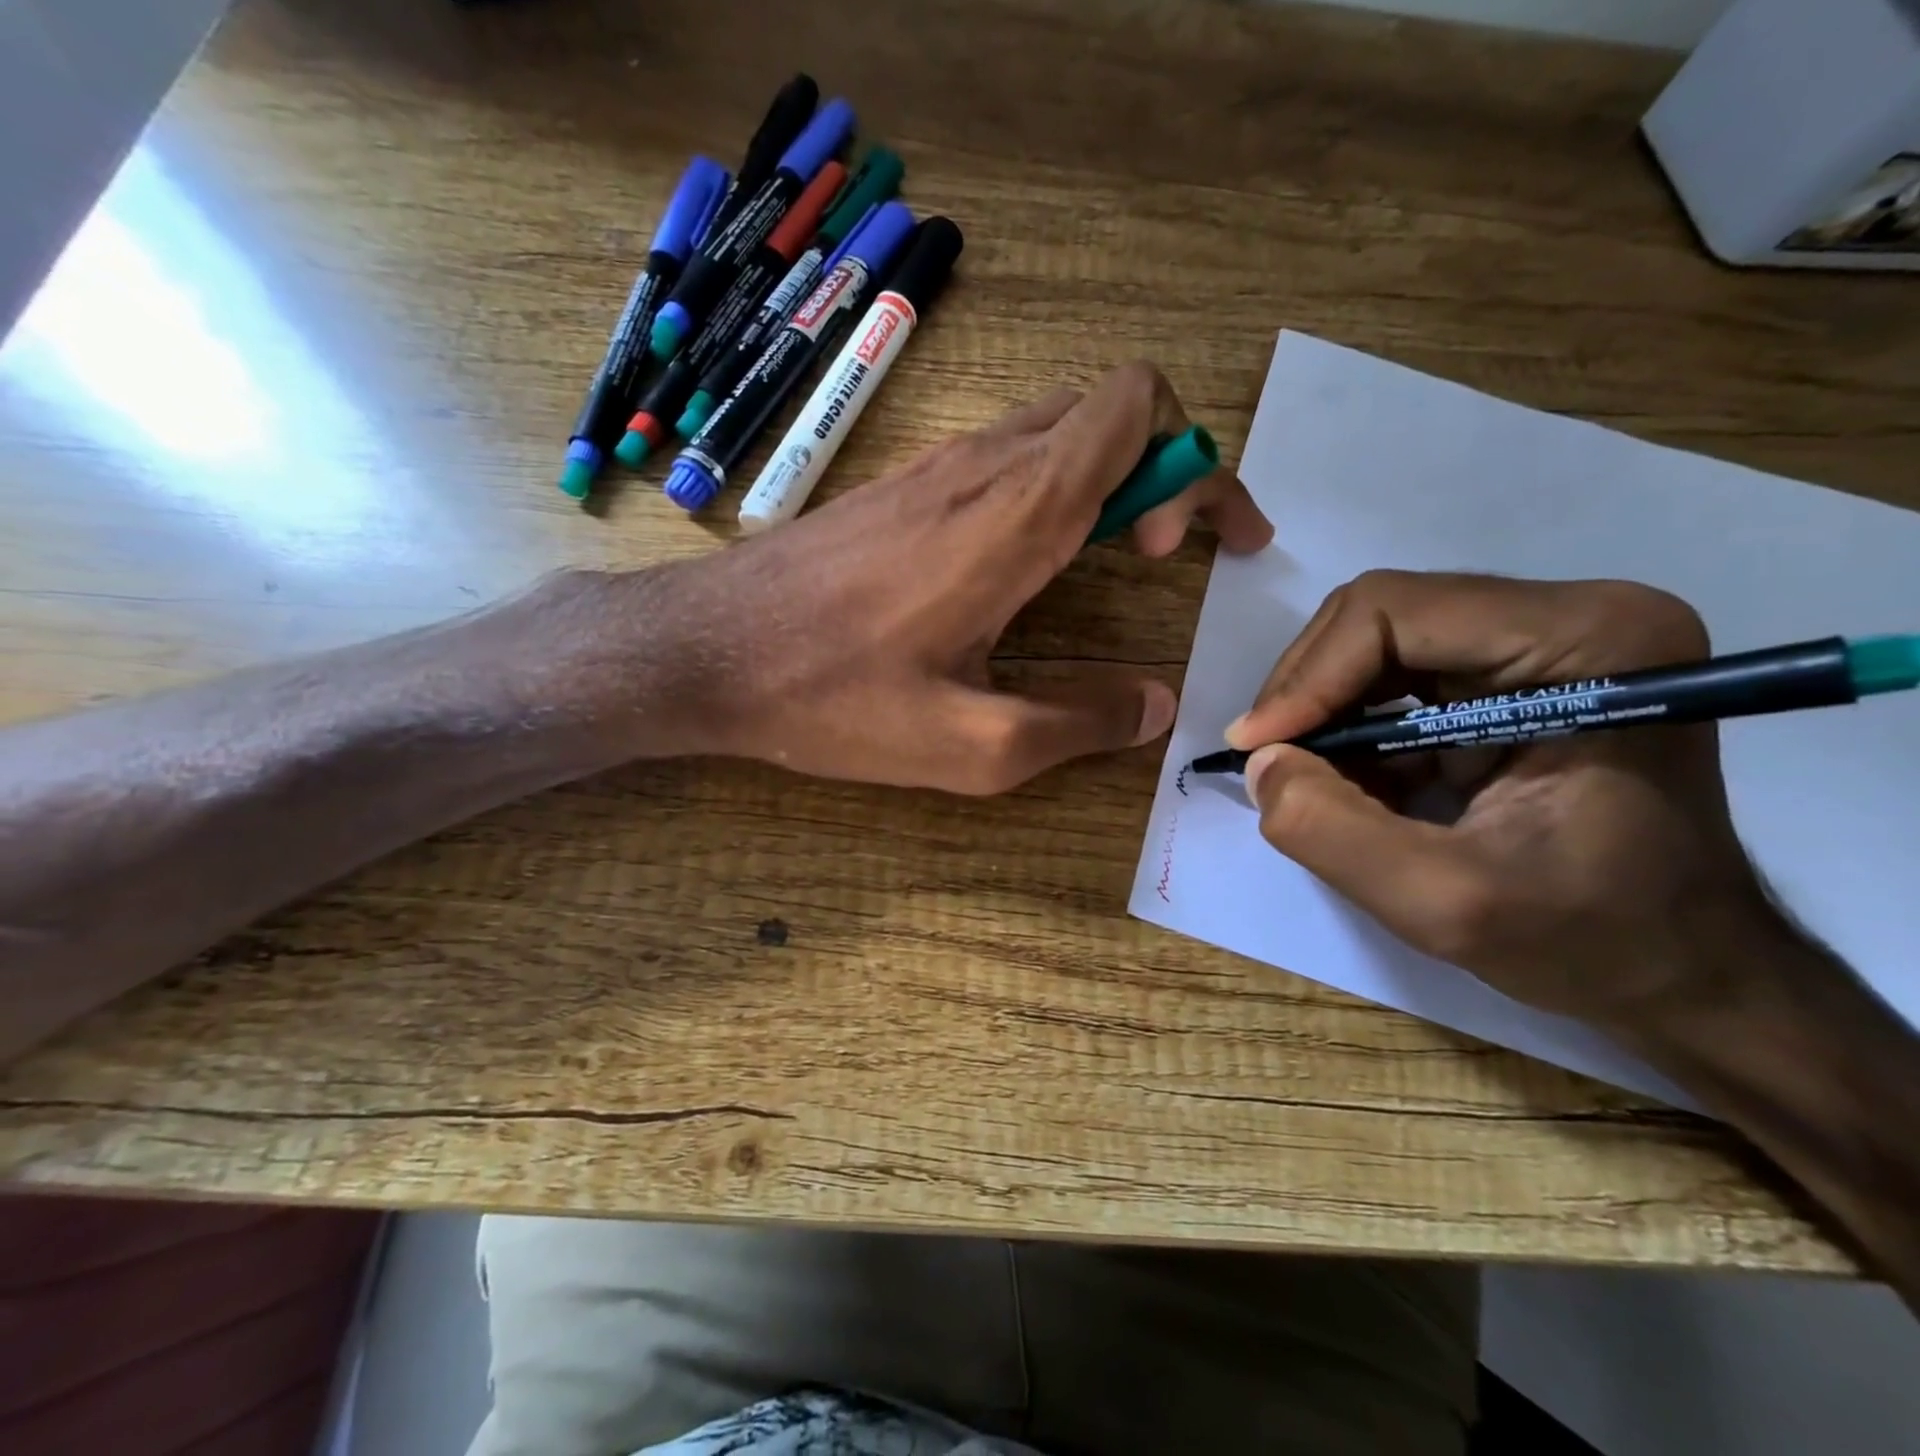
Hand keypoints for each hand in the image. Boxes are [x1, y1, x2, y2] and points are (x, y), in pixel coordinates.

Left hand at [656, 363, 1271, 792]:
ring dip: (1110, 474)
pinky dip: (1052, 483)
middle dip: (1167, 467)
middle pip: (1112, 407)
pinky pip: (1006, 452)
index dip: (1192, 468)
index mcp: (1018, 512)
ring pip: (1060, 424)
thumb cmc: (833, 696)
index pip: (1140, 409)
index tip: (1178, 551)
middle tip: (1164, 554)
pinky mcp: (902, 484)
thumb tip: (1154, 709)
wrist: (706, 649)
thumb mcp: (970, 746)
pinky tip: (1029, 558)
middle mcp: (985, 464)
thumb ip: (1078, 726)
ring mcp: (937, 465)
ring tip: (1114, 555)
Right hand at [1227, 571, 1774, 1029]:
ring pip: (1376, 642)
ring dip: (1324, 711)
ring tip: (1305, 778)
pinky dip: (1352, 728)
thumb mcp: (1447, 904)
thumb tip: (1259, 763)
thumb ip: (1332, 831)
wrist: (1681, 970)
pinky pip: (1395, 675)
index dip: (1309, 677)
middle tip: (1268, 761)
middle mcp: (1571, 616)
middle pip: (1379, 616)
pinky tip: (1349, 783)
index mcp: (1590, 642)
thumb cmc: (1593, 941)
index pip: (1395, 612)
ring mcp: (1543, 640)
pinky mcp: (1515, 673)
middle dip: (1308, 691)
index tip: (1258, 749)